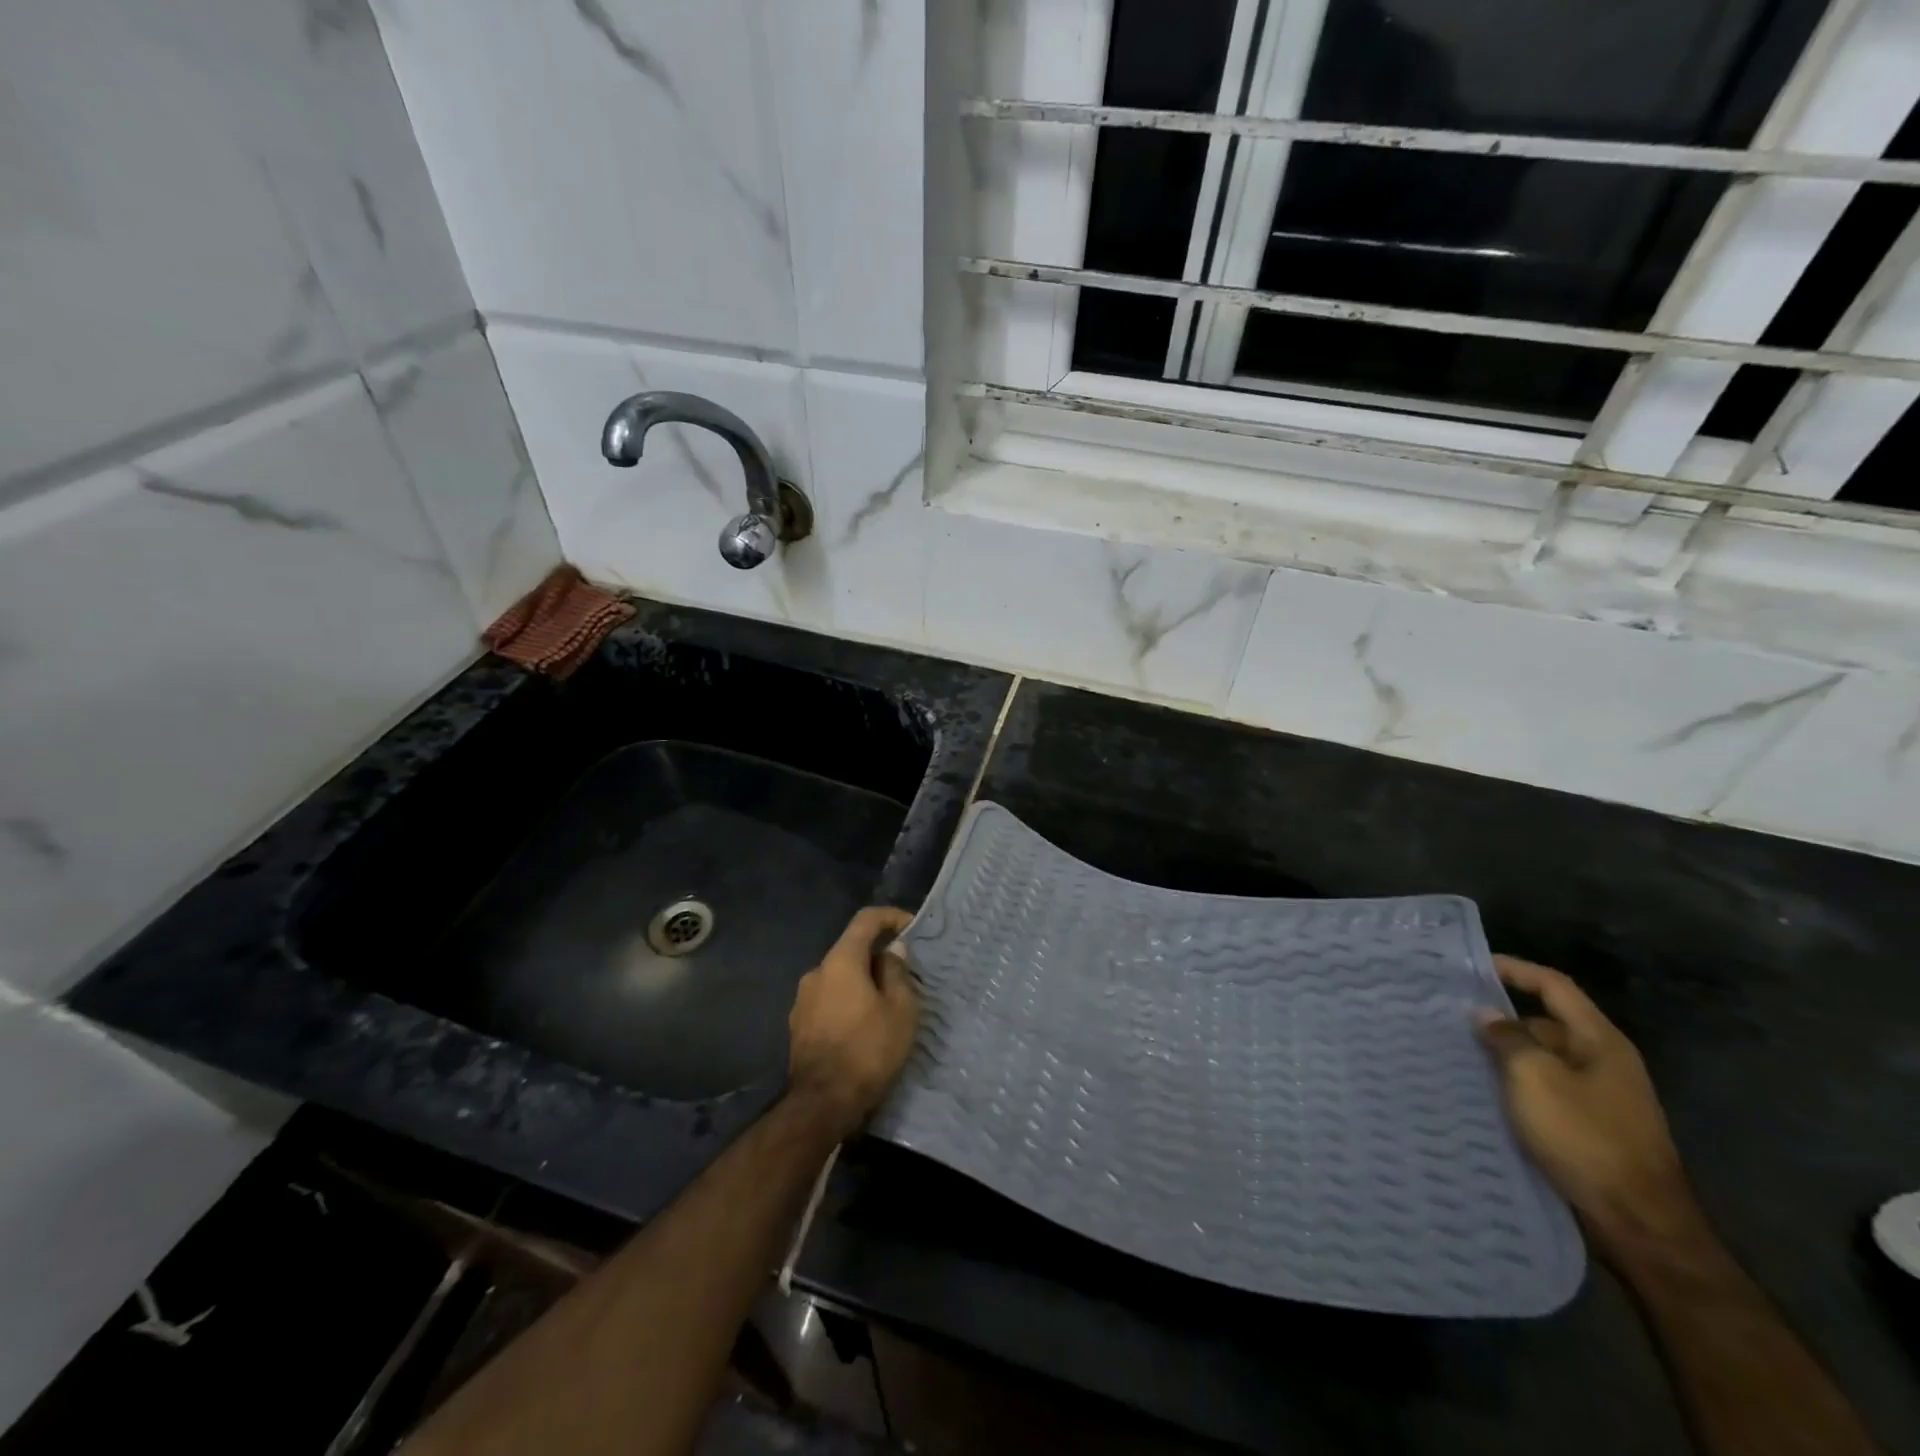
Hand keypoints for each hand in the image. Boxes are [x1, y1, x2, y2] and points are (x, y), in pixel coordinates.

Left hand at [787, 907, 920, 1139]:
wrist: (822, 1104)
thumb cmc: (868, 1050)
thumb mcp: (900, 1010)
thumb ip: (897, 973)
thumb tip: (893, 951)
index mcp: (840, 961)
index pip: (865, 920)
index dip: (891, 917)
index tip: (911, 927)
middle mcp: (816, 972)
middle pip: (851, 949)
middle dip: (878, 956)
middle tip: (904, 976)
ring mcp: (802, 999)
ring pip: (839, 977)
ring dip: (862, 982)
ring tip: (886, 1005)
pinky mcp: (798, 1025)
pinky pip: (829, 1000)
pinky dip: (848, 1002)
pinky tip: (863, 1026)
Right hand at [1477, 955, 1702, 1256]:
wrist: (1638, 1222)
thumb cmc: (1585, 1136)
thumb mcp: (1534, 1078)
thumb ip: (1507, 1038)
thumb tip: (1487, 1014)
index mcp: (1600, 1041)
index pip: (1554, 986)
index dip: (1515, 970)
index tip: (1472, 965)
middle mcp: (1605, 1062)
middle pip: (1547, 1023)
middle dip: (1502, 1018)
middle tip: (1453, 1017)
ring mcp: (1601, 1097)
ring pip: (1543, 1059)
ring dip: (1506, 1054)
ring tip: (1459, 1053)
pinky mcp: (1591, 1127)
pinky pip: (1546, 1089)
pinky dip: (1516, 1084)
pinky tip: (1486, 1093)